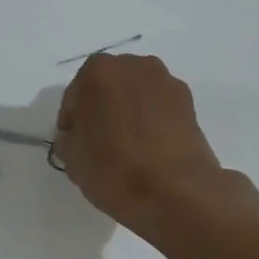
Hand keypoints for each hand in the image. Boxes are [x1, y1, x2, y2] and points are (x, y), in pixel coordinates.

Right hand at [53, 53, 226, 229]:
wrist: (175, 192)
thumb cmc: (113, 170)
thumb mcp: (71, 158)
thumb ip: (69, 138)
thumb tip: (79, 135)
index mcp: (98, 71)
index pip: (74, 97)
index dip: (71, 123)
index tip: (73, 145)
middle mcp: (134, 65)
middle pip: (107, 88)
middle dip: (100, 110)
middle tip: (97, 143)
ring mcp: (166, 82)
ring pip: (135, 96)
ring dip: (127, 114)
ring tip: (125, 148)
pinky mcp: (189, 103)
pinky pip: (158, 108)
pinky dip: (150, 122)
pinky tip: (147, 150)